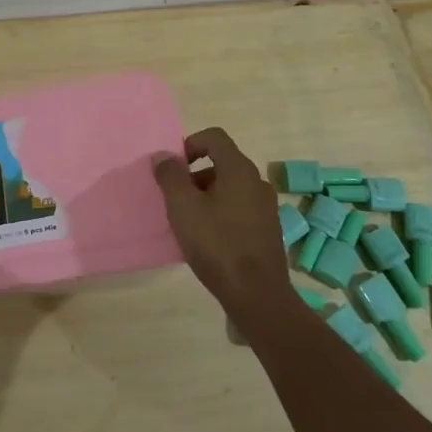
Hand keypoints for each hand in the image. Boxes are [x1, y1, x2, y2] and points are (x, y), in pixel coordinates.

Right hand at [152, 127, 294, 320]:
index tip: (173, 168)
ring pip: (230, 188)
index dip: (189, 144)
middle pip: (222, 162)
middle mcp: (257, 182)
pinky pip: (239, 209)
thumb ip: (170, 176)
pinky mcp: (268, 230)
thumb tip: (163, 156)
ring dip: (206, 195)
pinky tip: (207, 238)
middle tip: (175, 198)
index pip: (214, 137)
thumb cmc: (216, 244)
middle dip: (194, 174)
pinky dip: (221, 213)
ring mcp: (266, 207)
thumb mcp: (183, 207)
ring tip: (188, 221)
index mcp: (239, 169)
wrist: (256, 294)